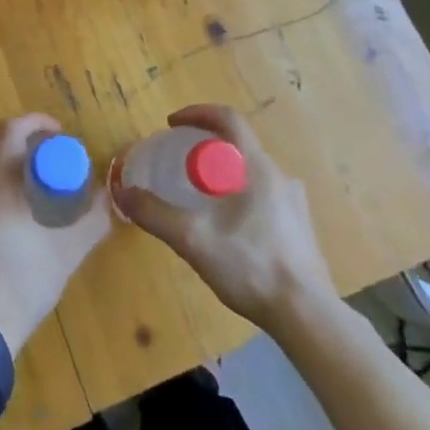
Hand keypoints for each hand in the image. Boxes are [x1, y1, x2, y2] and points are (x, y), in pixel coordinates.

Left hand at [0, 112, 112, 354]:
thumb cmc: (20, 284)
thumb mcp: (65, 254)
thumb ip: (91, 221)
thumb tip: (108, 198)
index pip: (11, 129)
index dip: (36, 122)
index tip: (58, 134)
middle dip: (23, 152)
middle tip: (49, 169)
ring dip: (6, 178)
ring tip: (31, 203)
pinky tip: (8, 234)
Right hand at [112, 102, 334, 332]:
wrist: (306, 315)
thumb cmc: (250, 266)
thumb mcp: (193, 239)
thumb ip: (155, 213)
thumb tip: (122, 192)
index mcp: (257, 167)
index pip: (228, 119)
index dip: (197, 113)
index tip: (172, 124)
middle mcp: (280, 176)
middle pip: (239, 145)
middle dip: (206, 147)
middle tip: (180, 164)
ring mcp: (294, 203)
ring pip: (252, 173)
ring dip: (223, 174)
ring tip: (200, 198)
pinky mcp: (300, 228)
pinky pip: (264, 196)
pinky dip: (239, 197)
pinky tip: (227, 229)